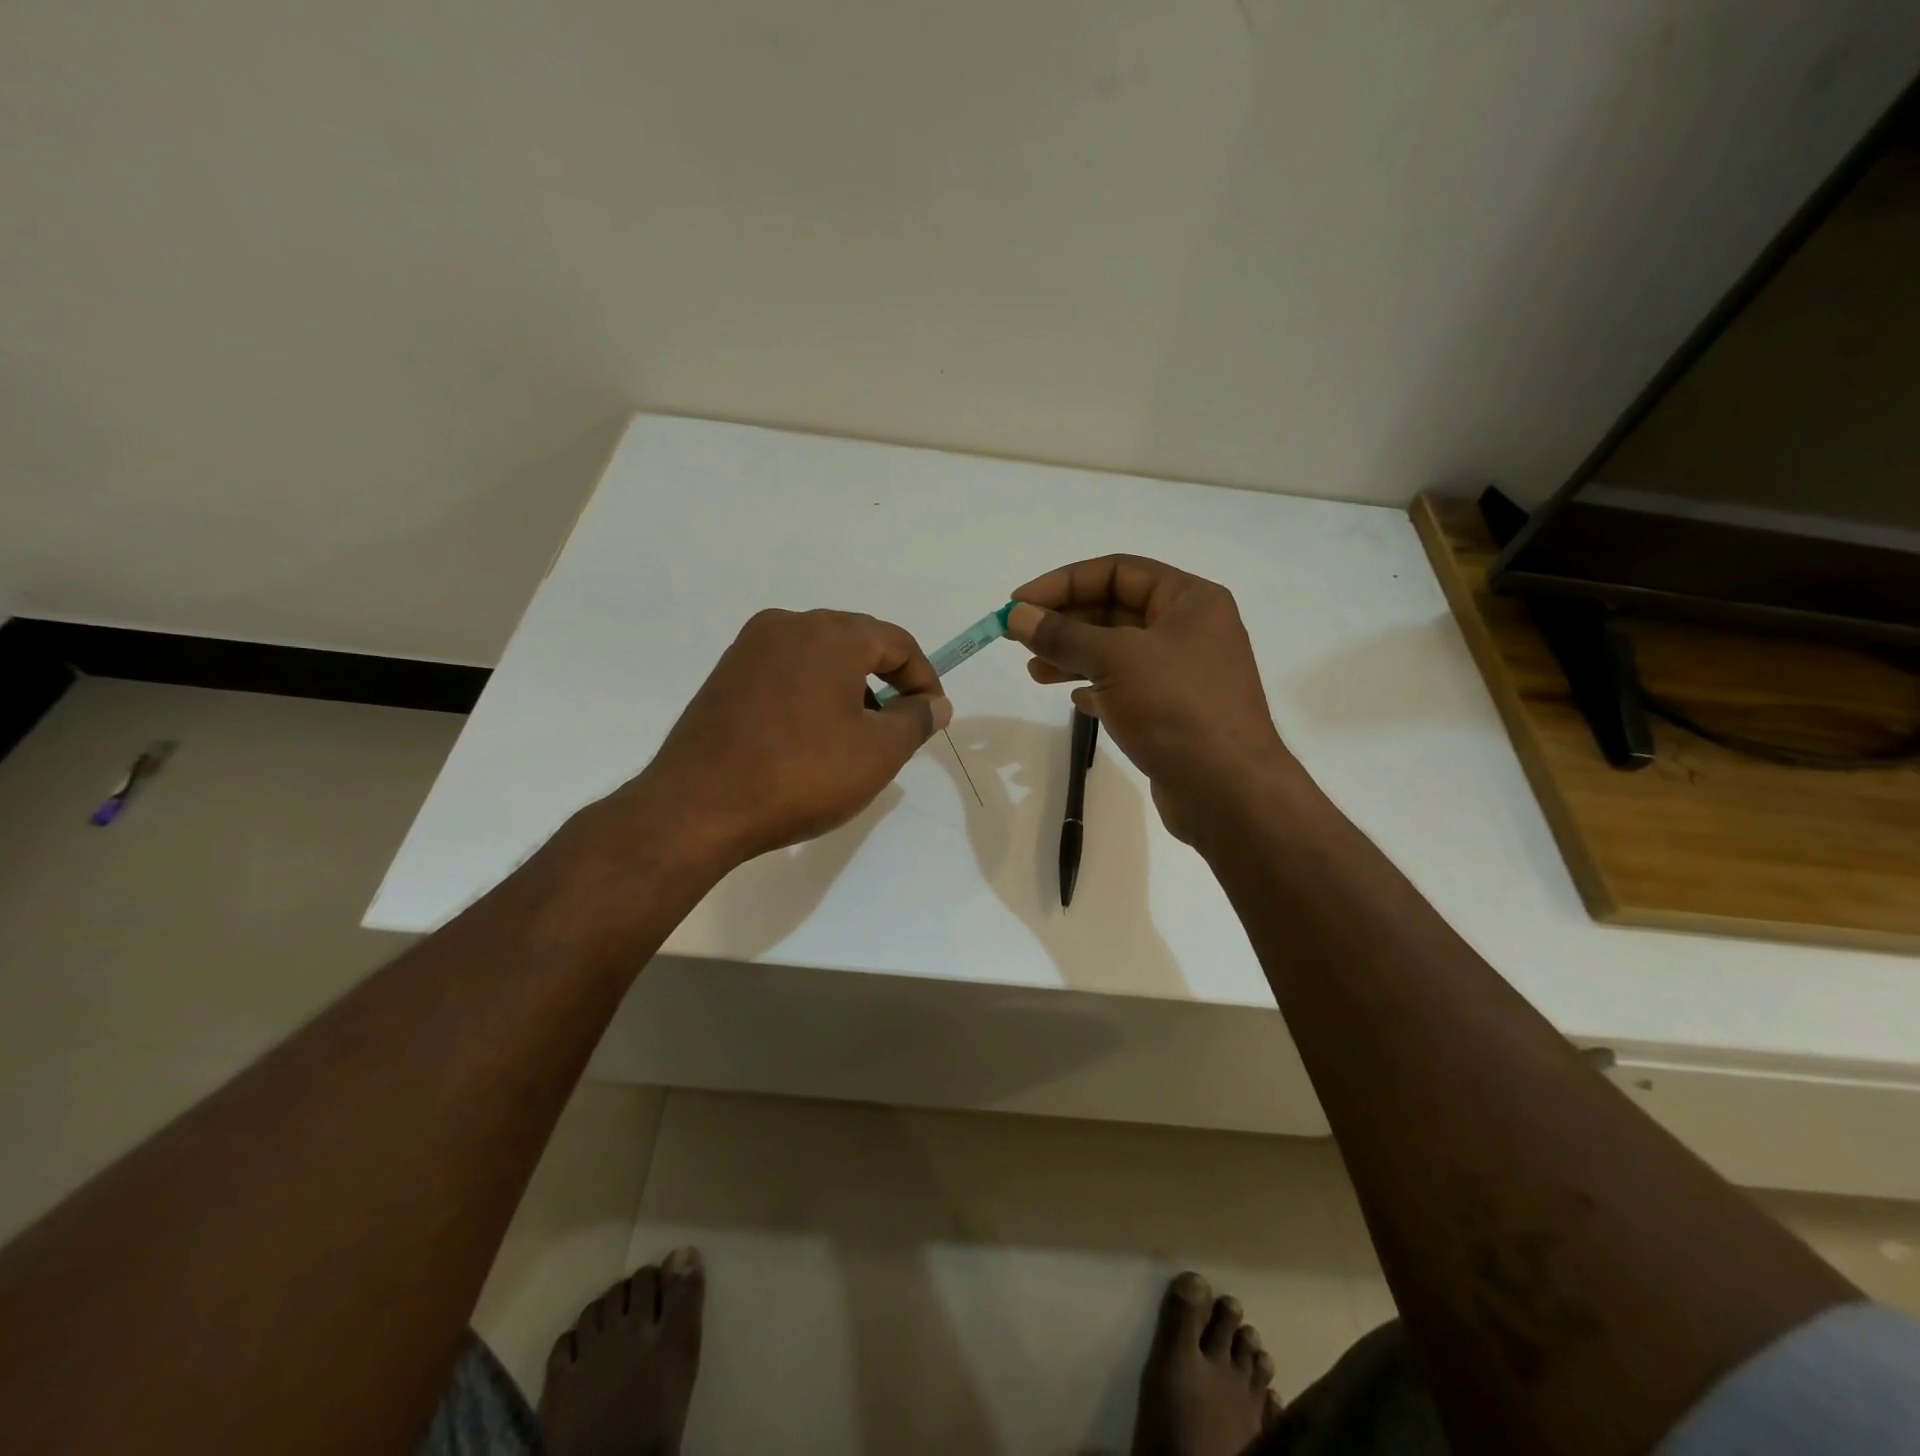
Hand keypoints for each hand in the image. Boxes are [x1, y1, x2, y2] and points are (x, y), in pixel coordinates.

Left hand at [614, 609, 950, 864]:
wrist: (698, 808)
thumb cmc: (802, 775)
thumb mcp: (878, 752)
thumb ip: (916, 720)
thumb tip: (935, 704)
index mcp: (829, 634)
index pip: (896, 642)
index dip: (924, 679)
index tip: (932, 717)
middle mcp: (787, 626)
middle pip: (856, 643)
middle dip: (886, 682)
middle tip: (898, 728)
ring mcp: (749, 648)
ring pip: (819, 658)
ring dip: (849, 689)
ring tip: (856, 738)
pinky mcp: (726, 676)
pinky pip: (786, 673)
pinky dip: (812, 695)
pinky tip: (811, 738)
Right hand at [1007, 555, 1290, 841]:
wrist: (1228, 791)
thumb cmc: (1175, 708)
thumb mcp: (1114, 660)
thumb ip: (1063, 635)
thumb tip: (1017, 615)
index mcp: (1190, 600)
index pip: (1117, 571)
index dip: (1063, 583)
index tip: (1020, 604)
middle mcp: (1190, 629)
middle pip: (1116, 609)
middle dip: (1065, 622)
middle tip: (1018, 638)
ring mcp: (1184, 673)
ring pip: (1118, 651)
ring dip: (1074, 656)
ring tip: (1034, 672)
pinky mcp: (1175, 711)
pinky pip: (1128, 687)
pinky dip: (1097, 688)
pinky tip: (1075, 700)